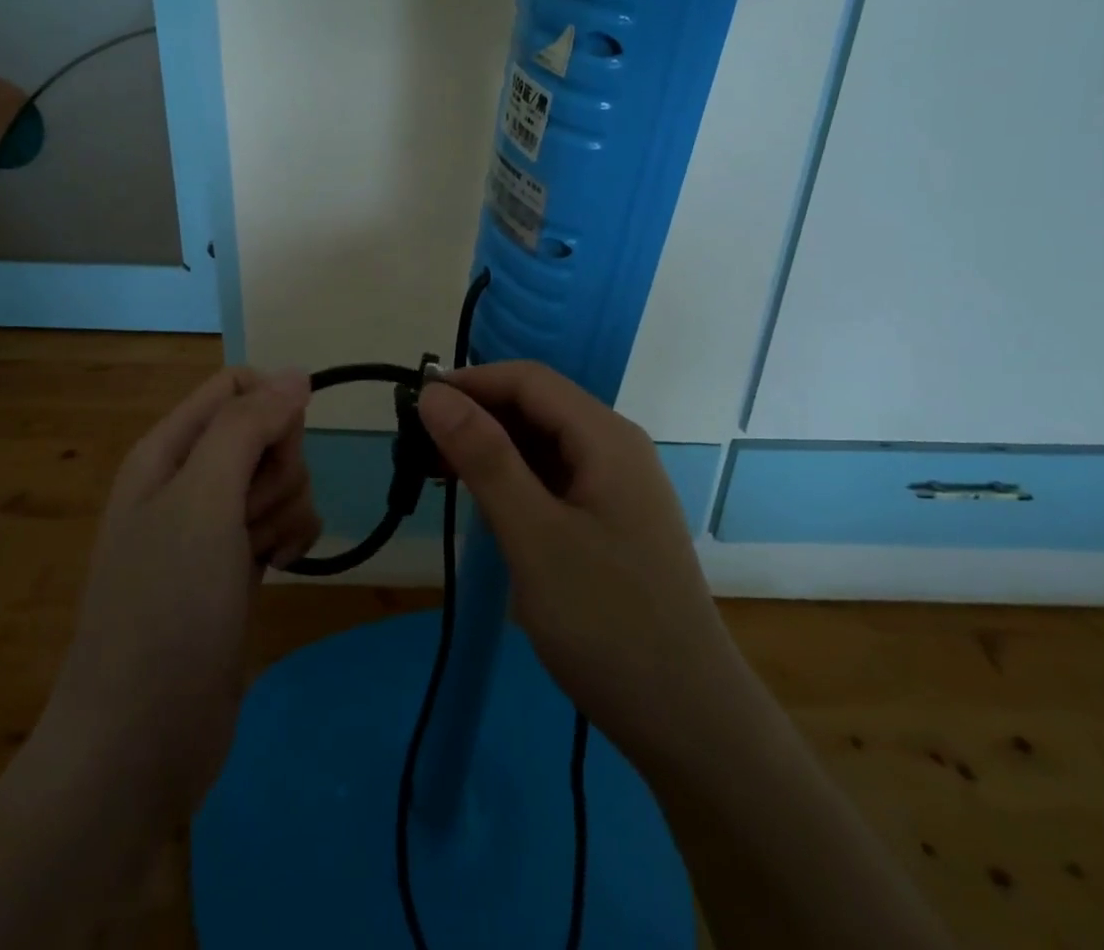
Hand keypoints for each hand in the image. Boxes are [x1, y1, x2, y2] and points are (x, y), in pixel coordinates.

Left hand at [40, 367, 319, 827]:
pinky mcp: (237, 567)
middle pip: (266, 432)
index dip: (270, 407)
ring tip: (258, 556)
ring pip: (281, 480)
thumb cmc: (165, 608)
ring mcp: (213, 527)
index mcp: (167, 450)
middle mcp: (189, 480)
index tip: (280, 450)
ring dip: (285, 511)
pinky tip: (277, 571)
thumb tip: (295, 374)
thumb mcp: (202, 500)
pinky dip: (290, 540)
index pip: (235, 386)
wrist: (141, 742)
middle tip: (250, 518)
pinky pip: (284, 523)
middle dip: (278, 470)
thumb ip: (247, 427)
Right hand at [417, 362, 729, 774]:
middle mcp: (616, 448)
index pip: (528, 380)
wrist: (689, 722)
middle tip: (419, 450)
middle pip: (537, 407)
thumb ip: (484, 457)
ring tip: (441, 476)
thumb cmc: (607, 622)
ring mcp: (617, 487)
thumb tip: (434, 393)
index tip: (415, 407)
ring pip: (543, 444)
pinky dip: (514, 481)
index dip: (470, 383)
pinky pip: (554, 479)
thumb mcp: (534, 536)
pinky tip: (485, 505)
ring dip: (492, 450)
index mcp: (606, 437)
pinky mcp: (611, 521)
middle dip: (477, 417)